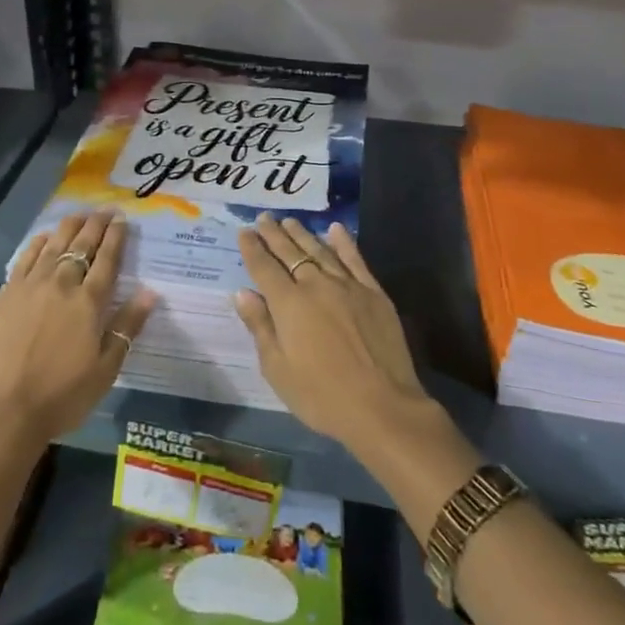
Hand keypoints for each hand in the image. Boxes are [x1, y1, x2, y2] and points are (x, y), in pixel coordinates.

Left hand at [0, 211, 156, 448]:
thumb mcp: (105, 369)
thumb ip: (127, 326)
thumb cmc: (61, 396)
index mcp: (89, 302)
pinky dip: (38, 242)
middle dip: (96, 224)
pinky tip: (44, 236)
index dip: (116, 236)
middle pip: (82, 245)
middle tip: (105, 209)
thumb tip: (150, 291)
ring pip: (54, 244)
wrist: (2, 410)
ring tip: (79, 214)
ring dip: (69, 226)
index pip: (107, 259)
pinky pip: (26, 257)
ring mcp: (31, 285)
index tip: (122, 219)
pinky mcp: (6, 293)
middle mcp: (62, 284)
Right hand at [232, 214, 433, 454]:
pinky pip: (355, 259)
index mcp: (288, 304)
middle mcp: (316, 285)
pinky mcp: (373, 292)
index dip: (252, 248)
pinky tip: (335, 229)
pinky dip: (343, 242)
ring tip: (290, 220)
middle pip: (290, 253)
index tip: (244, 231)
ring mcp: (347, 285)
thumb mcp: (278, 370)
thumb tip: (242, 293)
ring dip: (302, 234)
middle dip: (274, 234)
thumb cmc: (322, 396)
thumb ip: (260, 327)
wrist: (382, 406)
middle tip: (264, 217)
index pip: (264, 268)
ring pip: (319, 250)